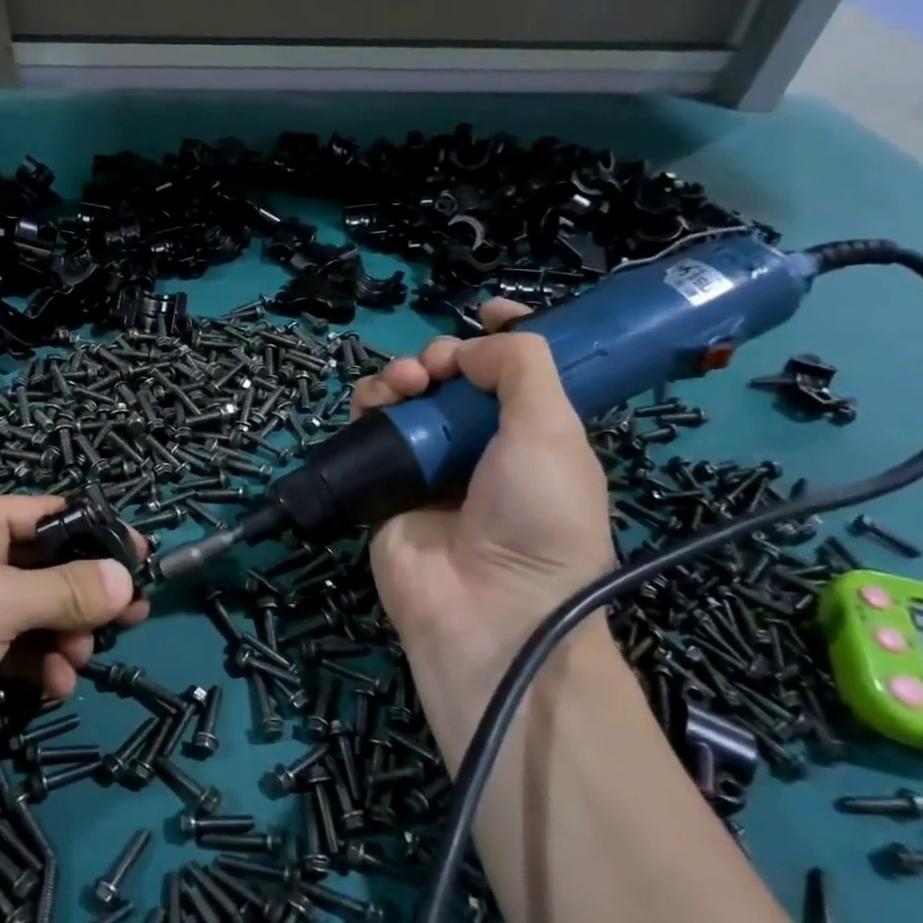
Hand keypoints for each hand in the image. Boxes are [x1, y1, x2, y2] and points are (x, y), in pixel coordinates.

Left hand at [0, 493, 147, 813]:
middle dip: (86, 595)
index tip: (142, 561)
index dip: (97, 535)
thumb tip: (128, 581)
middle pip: (45, 566)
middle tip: (132, 620)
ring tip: (78, 662)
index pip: (49, 514)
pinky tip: (54, 688)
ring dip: (63, 636)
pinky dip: (38, 664)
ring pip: (34, 612)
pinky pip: (13, 650)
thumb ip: (67, 590)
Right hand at [353, 302, 615, 733]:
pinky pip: (371, 430)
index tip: (486, 311)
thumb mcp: (552, 431)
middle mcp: (482, 446)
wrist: (488, 611)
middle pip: (453, 378)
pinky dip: (370, 406)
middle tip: (436, 369)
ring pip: (407, 398)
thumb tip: (471, 348)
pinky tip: (376, 403)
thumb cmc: (536, 516)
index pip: (518, 372)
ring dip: (402, 376)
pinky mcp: (386, 485)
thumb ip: (521, 368)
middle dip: (442, 356)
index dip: (504, 336)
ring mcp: (431, 466)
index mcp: (534, 435)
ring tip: (404, 386)